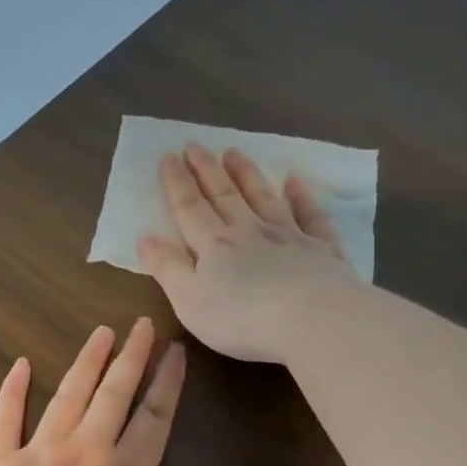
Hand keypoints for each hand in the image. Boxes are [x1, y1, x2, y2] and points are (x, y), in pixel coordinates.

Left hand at [0, 318, 277, 465]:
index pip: (154, 416)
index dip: (168, 382)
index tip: (175, 349)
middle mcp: (84, 451)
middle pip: (112, 394)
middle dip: (130, 357)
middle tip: (139, 323)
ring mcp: (36, 454)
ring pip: (66, 397)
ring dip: (85, 363)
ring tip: (99, 332)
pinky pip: (4, 418)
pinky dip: (12, 390)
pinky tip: (20, 365)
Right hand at [137, 143, 357, 363]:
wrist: (312, 320)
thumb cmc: (242, 319)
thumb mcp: (190, 301)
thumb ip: (168, 269)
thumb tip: (145, 238)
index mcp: (214, 245)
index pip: (190, 208)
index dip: (177, 183)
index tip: (168, 157)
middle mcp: (249, 231)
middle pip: (225, 195)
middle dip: (207, 170)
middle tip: (195, 145)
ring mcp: (288, 236)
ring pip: (263, 197)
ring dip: (247, 175)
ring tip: (234, 153)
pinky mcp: (321, 249)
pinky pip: (309, 215)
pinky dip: (301, 196)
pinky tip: (294, 182)